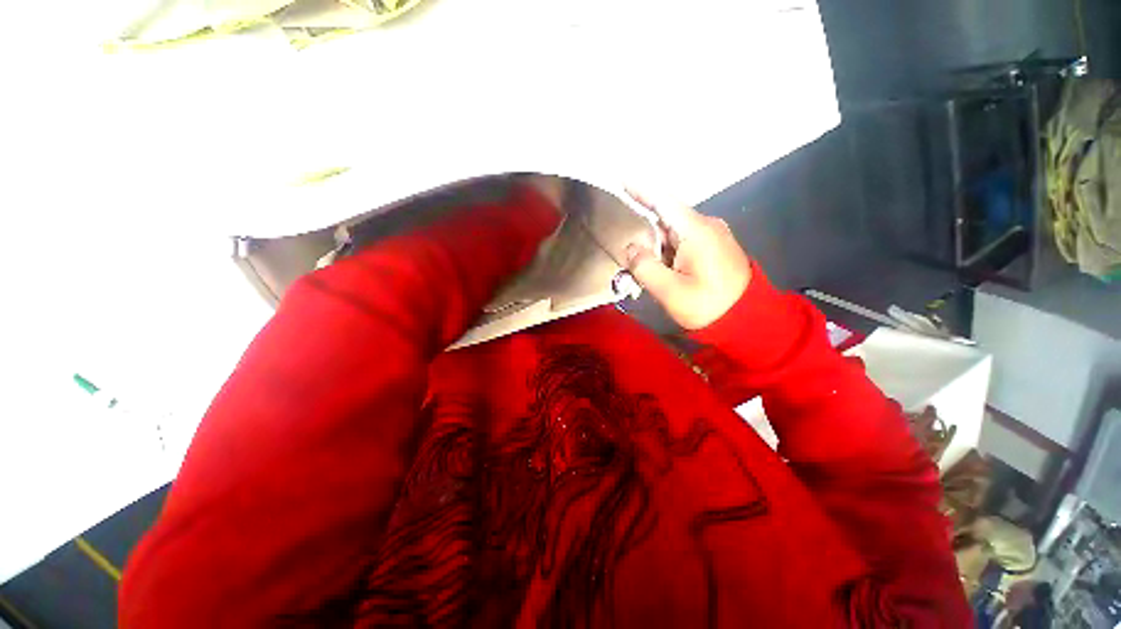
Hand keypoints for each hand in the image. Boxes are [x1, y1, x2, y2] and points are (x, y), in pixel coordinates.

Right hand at [624, 188, 751, 329]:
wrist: (747, 320)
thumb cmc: (708, 305)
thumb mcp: (670, 291)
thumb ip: (645, 267)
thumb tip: (631, 247)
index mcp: (697, 231)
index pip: (663, 202)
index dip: (640, 189)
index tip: (621, 177)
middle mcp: (706, 225)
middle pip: (666, 218)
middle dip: (645, 232)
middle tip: (631, 254)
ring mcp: (712, 235)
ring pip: (673, 231)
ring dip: (657, 246)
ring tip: (650, 269)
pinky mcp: (714, 246)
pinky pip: (683, 240)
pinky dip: (668, 251)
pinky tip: (664, 269)